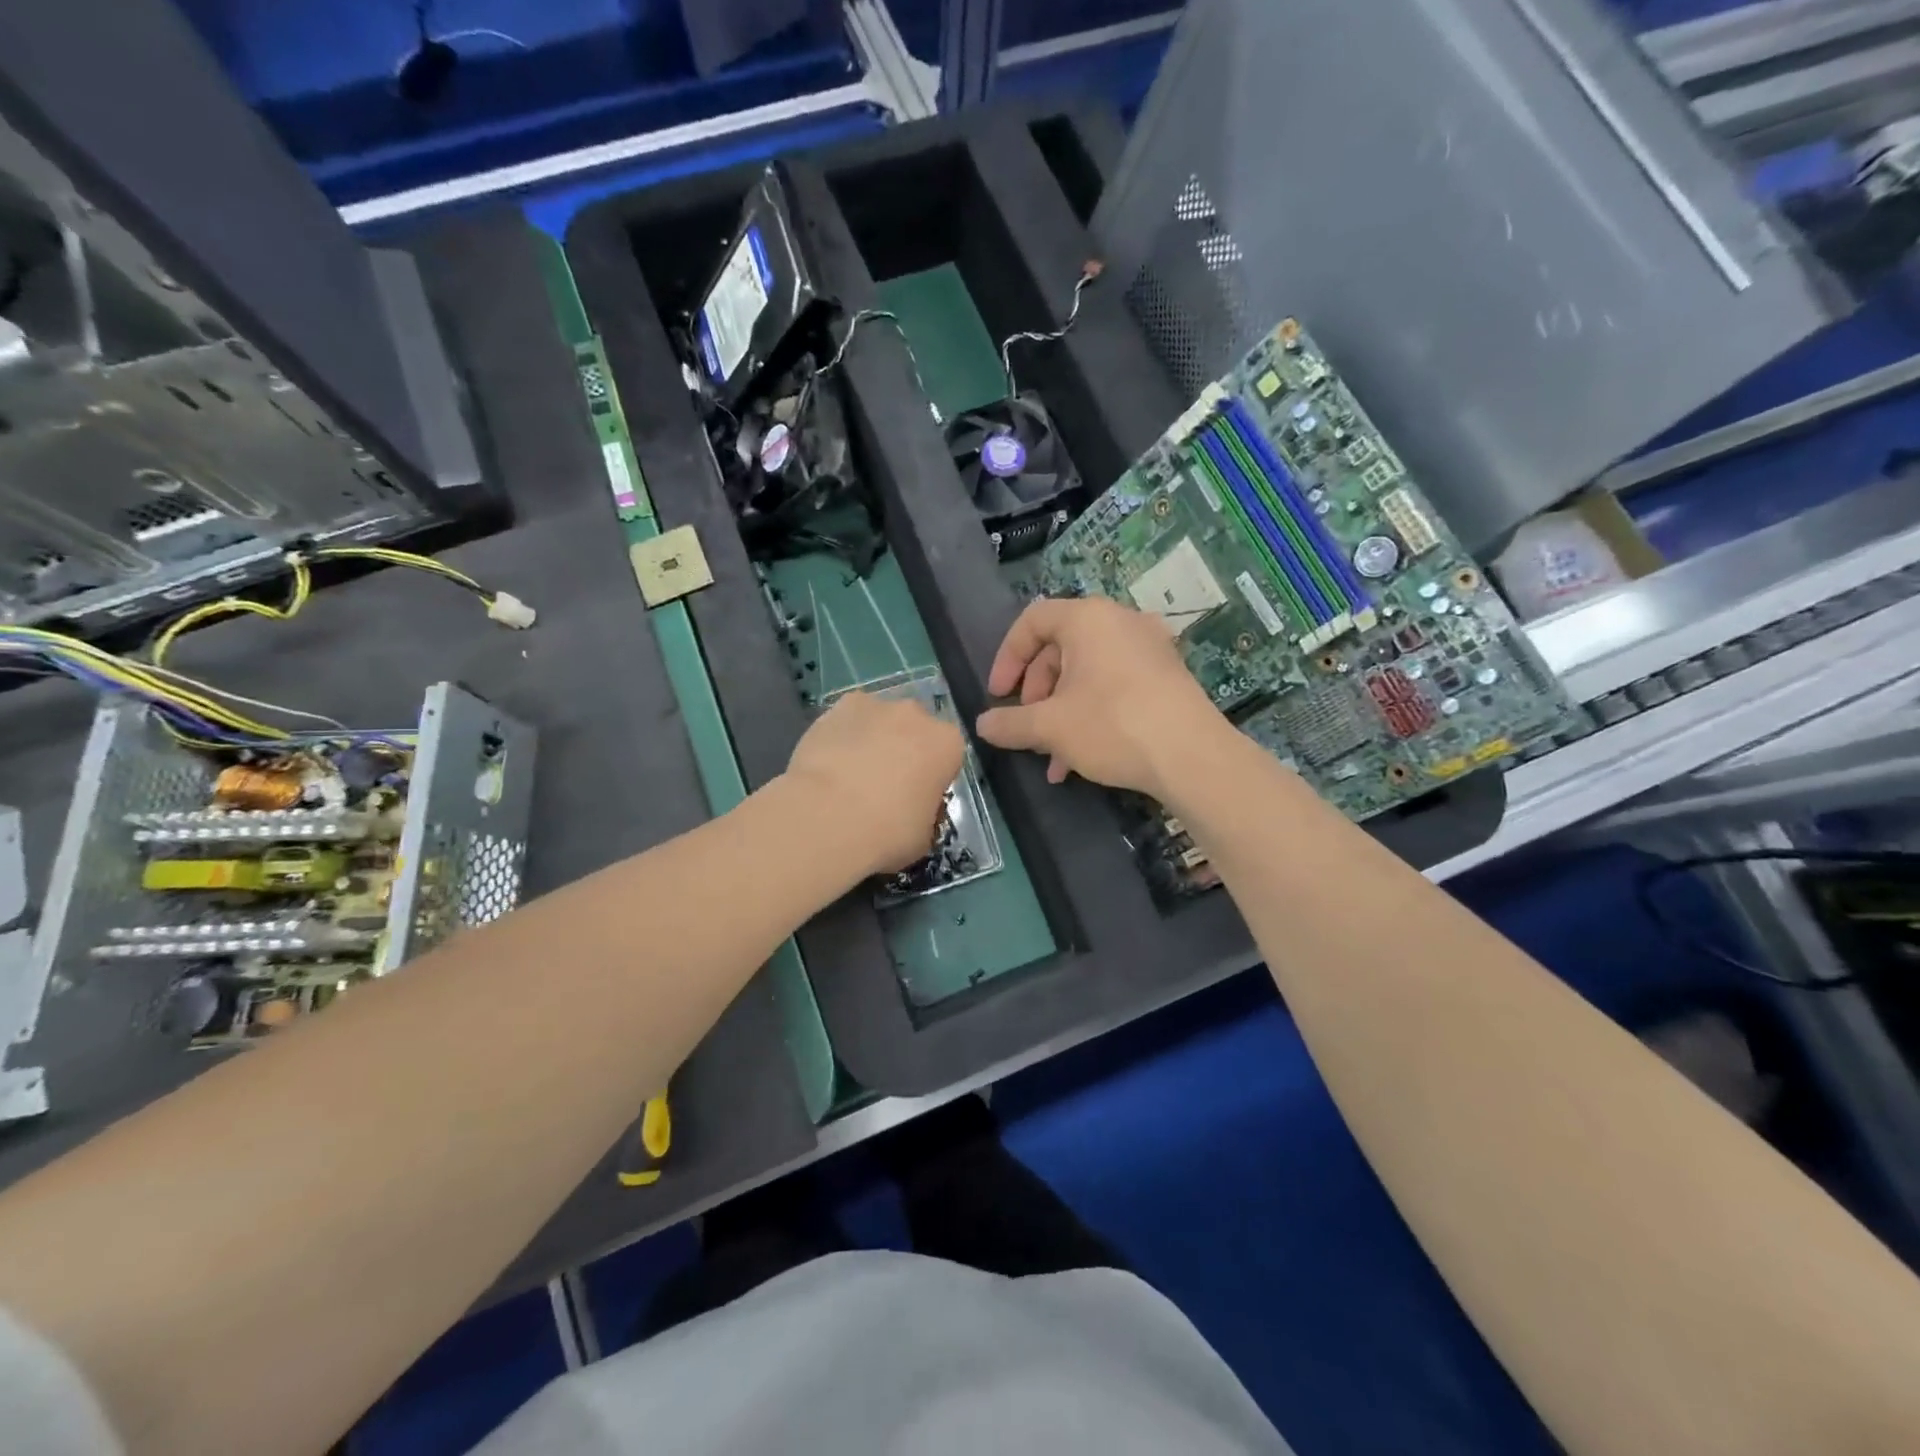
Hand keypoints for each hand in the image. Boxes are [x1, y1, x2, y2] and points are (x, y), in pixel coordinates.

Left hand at [783, 691, 965, 876]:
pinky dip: (841, 737)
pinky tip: (827, 765)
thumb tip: (912, 809)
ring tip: (848, 777)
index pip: (947, 756)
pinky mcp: (838, 706)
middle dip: (903, 750)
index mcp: (947, 744)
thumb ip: (925, 813)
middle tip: (883, 786)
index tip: (917, 798)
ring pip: (879, 721)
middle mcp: (916, 714)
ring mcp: (875, 705)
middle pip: (914, 730)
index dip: (932, 778)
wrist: (827, 817)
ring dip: (871, 740)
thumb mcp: (923, 837)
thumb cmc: (887, 832)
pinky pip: (847, 721)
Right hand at [975, 598, 1224, 797]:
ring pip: (1087, 673)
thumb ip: (1010, 723)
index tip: (998, 695)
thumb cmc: (1112, 725)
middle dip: (1036, 693)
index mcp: (1088, 618)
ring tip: (1051, 756)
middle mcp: (1120, 621)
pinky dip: (1091, 712)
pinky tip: (1080, 758)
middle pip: (1060, 649)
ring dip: (1061, 712)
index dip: (1007, 658)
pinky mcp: (1166, 675)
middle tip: (1027, 726)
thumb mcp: (1050, 727)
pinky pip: (1114, 684)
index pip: (1032, 621)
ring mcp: (1148, 647)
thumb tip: (982, 726)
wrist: (1191, 756)